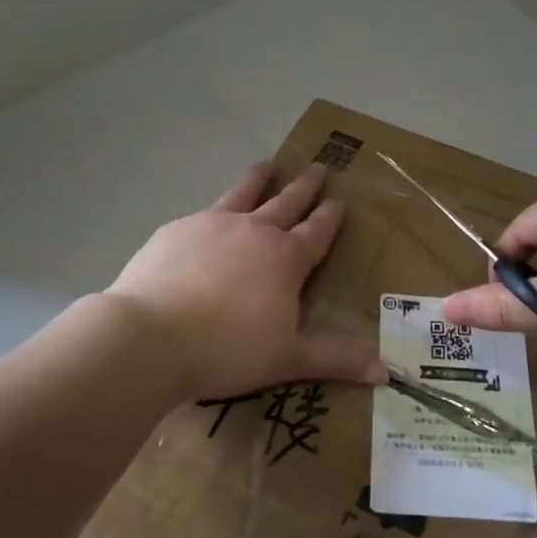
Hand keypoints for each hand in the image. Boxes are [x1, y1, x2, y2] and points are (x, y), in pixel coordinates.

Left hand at [107, 162, 388, 404]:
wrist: (151, 336)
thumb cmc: (227, 350)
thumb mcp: (288, 359)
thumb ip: (335, 359)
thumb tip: (385, 373)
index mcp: (286, 259)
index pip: (317, 231)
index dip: (331, 217)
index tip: (340, 200)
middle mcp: (254, 232)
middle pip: (287, 202)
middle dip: (305, 187)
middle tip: (318, 167)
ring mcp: (213, 225)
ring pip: (245, 193)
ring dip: (261, 178)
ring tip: (269, 164)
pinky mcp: (177, 230)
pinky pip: (204, 212)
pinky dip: (216, 209)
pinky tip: (209, 216)